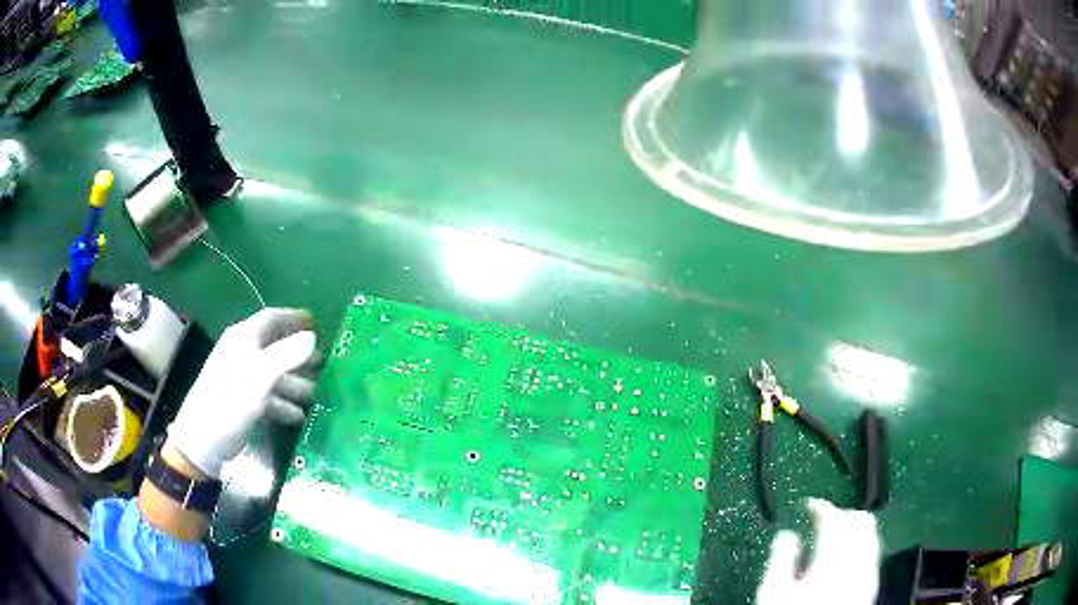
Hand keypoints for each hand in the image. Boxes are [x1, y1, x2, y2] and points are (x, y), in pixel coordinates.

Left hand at [167, 308, 318, 477]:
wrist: (205, 438)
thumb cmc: (232, 399)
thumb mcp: (262, 375)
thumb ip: (288, 354)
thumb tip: (312, 337)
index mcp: (244, 338)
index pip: (272, 318)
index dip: (295, 318)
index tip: (319, 326)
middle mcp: (244, 353)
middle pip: (276, 347)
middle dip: (300, 356)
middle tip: (325, 365)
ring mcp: (243, 379)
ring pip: (275, 375)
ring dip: (296, 384)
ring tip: (317, 396)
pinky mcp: (244, 402)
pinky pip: (269, 397)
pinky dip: (284, 404)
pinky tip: (300, 416)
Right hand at [756, 499, 880, 604]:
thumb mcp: (774, 592)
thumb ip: (781, 558)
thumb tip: (786, 534)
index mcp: (832, 557)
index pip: (833, 518)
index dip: (820, 506)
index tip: (808, 505)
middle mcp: (857, 559)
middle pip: (859, 520)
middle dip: (843, 513)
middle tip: (824, 519)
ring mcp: (869, 571)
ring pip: (872, 534)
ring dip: (856, 527)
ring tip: (839, 534)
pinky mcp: (872, 585)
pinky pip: (874, 553)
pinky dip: (864, 544)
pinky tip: (851, 556)